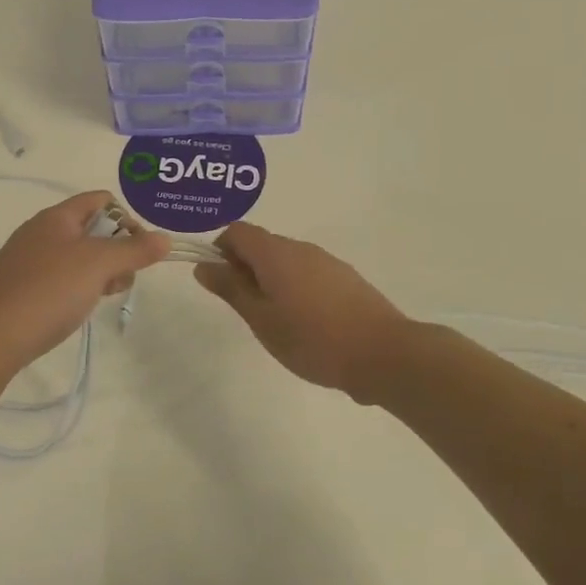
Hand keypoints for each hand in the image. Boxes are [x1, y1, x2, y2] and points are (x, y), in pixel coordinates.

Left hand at [0, 192, 169, 369]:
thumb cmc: (50, 291)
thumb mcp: (99, 265)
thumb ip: (135, 250)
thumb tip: (166, 238)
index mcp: (56, 217)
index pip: (100, 200)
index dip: (126, 218)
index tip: (139, 249)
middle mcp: (39, 232)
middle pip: (91, 229)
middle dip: (116, 250)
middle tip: (124, 277)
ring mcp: (26, 261)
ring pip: (76, 256)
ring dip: (99, 271)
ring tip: (104, 295)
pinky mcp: (20, 288)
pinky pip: (59, 277)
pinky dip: (76, 287)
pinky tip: (78, 308)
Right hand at [194, 222, 407, 400]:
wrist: (382, 353)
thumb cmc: (312, 339)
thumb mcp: (261, 319)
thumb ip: (231, 289)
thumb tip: (203, 265)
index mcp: (276, 253)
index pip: (238, 231)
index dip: (221, 250)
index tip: (221, 283)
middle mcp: (302, 248)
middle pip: (263, 244)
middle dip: (245, 268)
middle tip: (246, 309)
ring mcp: (328, 262)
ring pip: (287, 260)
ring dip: (271, 280)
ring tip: (276, 321)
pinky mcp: (347, 279)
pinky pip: (309, 273)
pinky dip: (296, 288)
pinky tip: (306, 324)